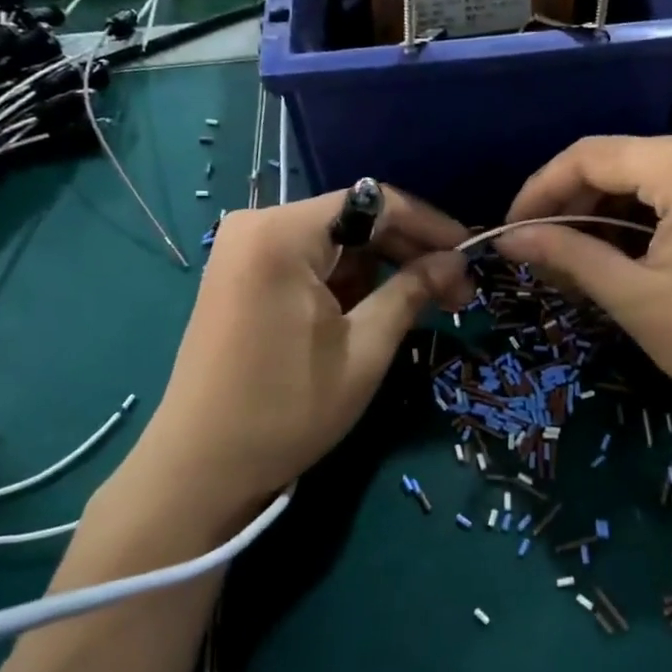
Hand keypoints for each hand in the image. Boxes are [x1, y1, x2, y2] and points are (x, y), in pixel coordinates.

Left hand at [117, 189, 472, 535]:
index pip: (375, 203)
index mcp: (282, 233)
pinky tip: (375, 310)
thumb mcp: (364, 349)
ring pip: (335, 242)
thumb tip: (456, 261)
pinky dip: (346, 282)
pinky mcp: (241, 275)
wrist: (200, 468)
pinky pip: (309, 261)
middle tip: (456, 291)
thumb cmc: (286, 410)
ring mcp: (243, 249)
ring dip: (380, 270)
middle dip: (408, 252)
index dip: (430, 225)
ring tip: (424, 305)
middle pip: (354, 219)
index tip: (471, 254)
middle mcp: (257, 225)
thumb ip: (412, 291)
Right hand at [497, 130, 671, 455]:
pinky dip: (641, 214)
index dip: (540, 189)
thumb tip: (506, 238)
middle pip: (619, 160)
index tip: (510, 230)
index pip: (591, 155)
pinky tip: (620, 249)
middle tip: (540, 252)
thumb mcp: (635, 300)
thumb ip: (568, 255)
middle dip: (573, 204)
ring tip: (575, 257)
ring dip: (604, 211)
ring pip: (645, 173)